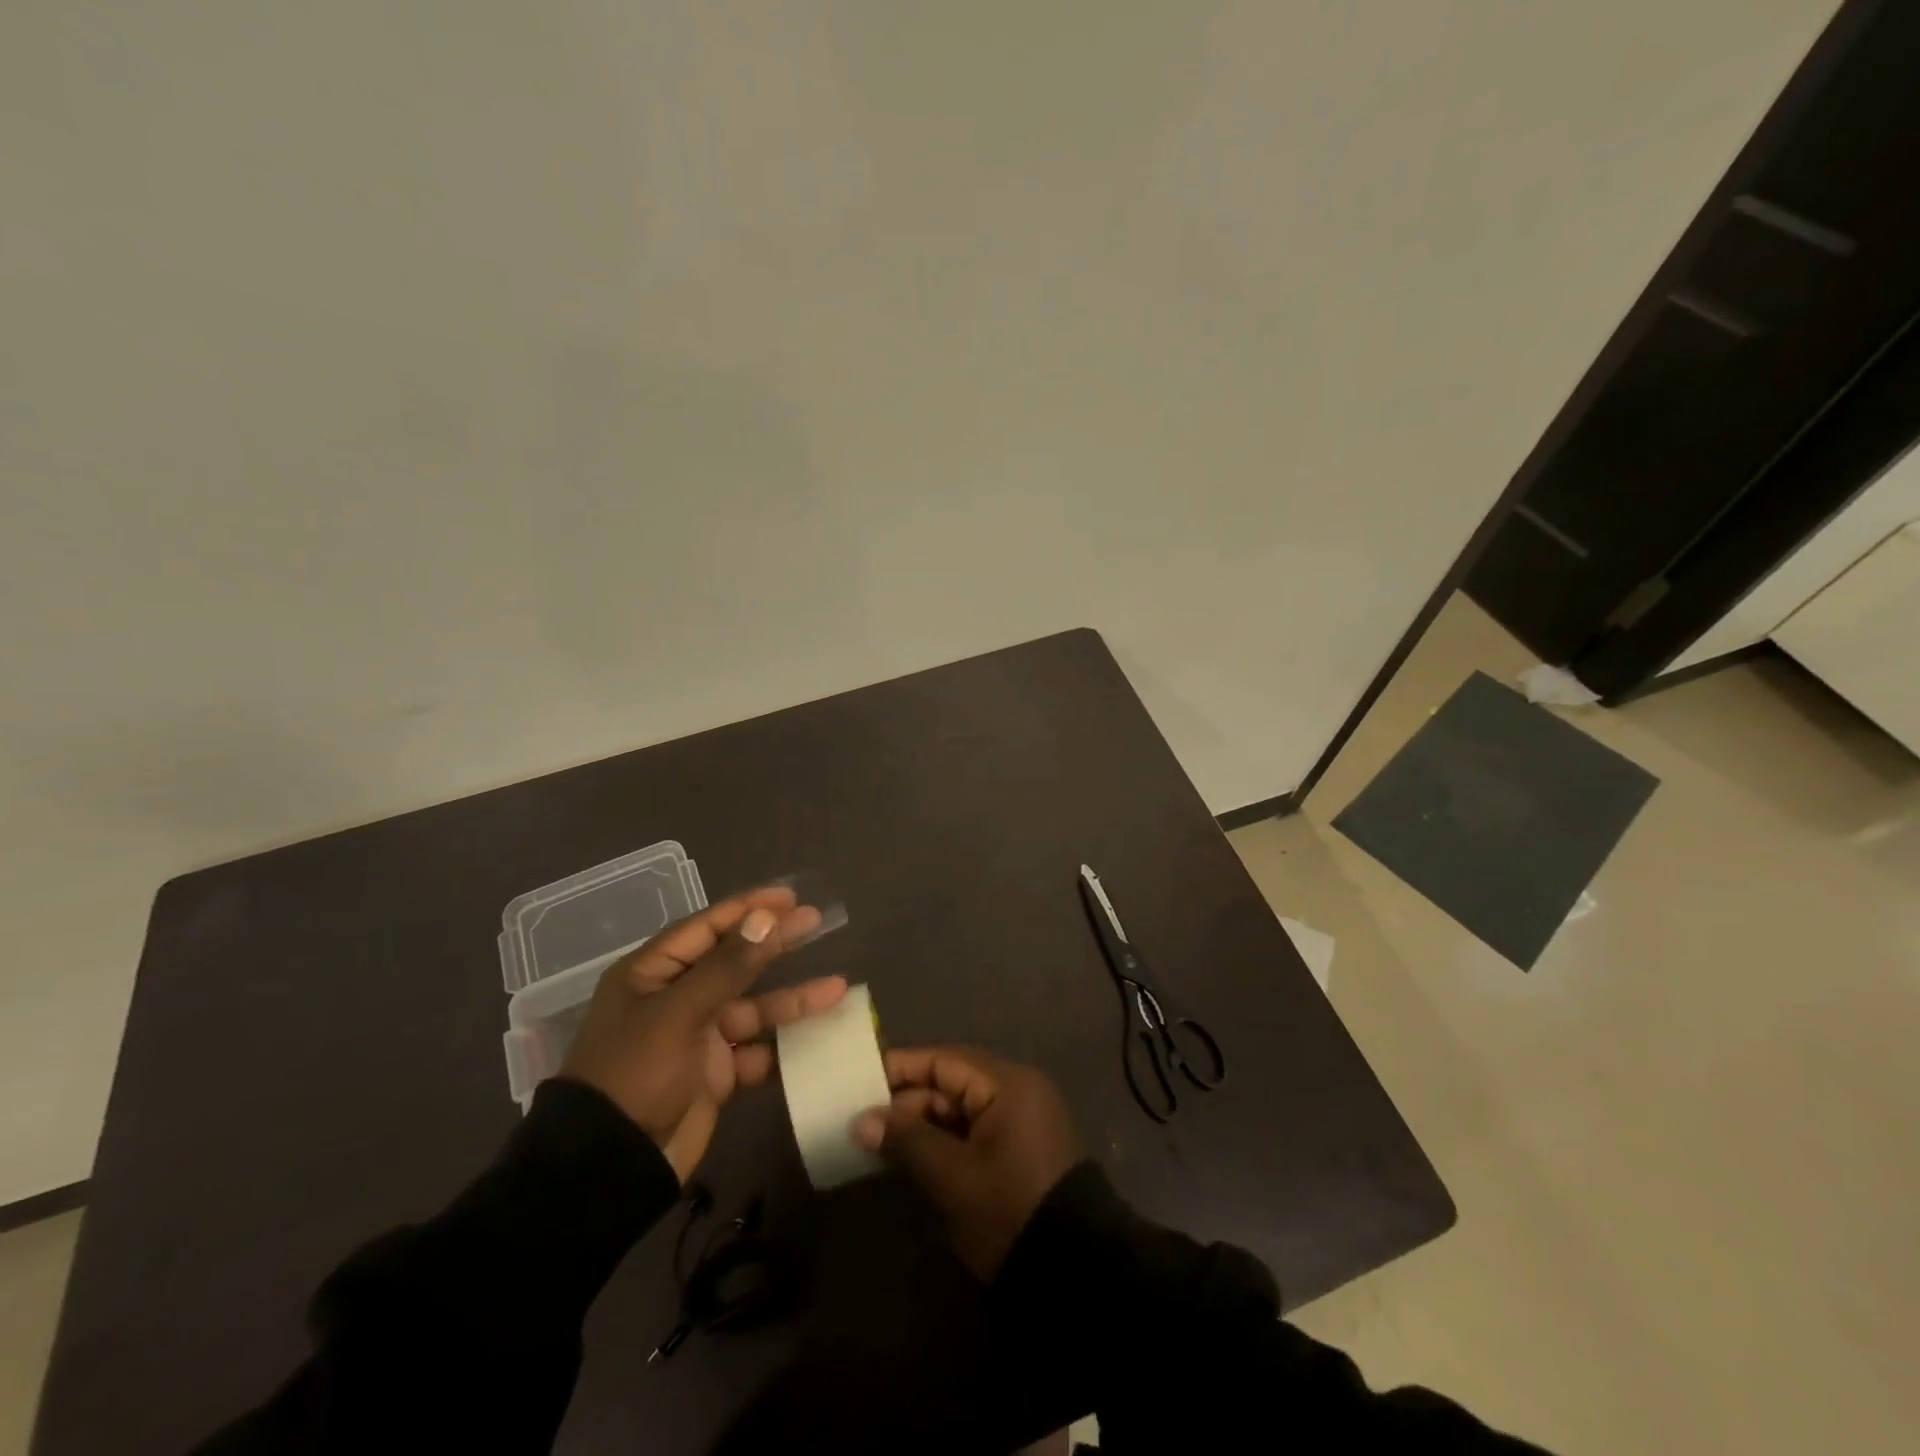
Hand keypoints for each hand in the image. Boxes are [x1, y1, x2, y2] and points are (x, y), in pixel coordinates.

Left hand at [560, 887, 845, 1182]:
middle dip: (775, 944)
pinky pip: (756, 1051)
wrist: (611, 1169)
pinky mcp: (714, 1075)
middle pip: (734, 962)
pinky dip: (784, 1046)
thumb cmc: (637, 1073)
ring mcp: (696, 1038)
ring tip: (837, 990)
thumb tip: (765, 917)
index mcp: (652, 974)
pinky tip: (818, 1038)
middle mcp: (675, 999)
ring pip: (753, 1009)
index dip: (748, 909)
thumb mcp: (680, 1012)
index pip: (707, 927)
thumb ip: (727, 966)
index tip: (790, 898)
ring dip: (792, 1000)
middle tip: (817, 921)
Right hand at [853, 1047, 1081, 1278]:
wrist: (1075, 1274)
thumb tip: (860, 1121)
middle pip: (951, 1083)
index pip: (944, 1061)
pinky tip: (909, 1157)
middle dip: (907, 1102)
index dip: (901, 1068)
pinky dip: (943, 1140)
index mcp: (1008, 1083)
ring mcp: (1020, 1120)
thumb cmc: (1010, 1211)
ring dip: (922, 1124)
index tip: (860, 1080)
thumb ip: (906, 1141)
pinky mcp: (1019, 1149)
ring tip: (876, 1141)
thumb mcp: (953, 1177)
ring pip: (959, 1109)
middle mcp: (1017, 1091)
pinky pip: (973, 1130)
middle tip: (861, 1122)